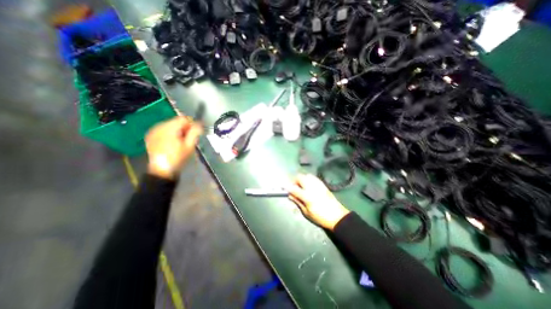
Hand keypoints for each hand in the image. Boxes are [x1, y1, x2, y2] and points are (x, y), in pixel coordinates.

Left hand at [145, 115, 202, 178]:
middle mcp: (159, 127)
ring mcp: (153, 131)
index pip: (183, 119)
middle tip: (188, 138)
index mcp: (169, 128)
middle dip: (184, 127)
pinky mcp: (150, 136)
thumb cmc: (178, 158)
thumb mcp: (190, 145)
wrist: (162, 170)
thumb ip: (195, 133)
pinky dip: (169, 133)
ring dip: (177, 130)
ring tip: (180, 141)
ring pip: (169, 125)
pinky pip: (163, 130)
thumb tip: (199, 124)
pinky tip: (172, 142)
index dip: (191, 124)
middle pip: (176, 121)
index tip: (195, 132)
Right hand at [288, 174, 347, 228]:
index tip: (282, 186)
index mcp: (307, 196)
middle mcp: (312, 187)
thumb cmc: (320, 217)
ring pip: (306, 175)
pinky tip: (308, 185)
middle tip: (294, 187)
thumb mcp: (307, 212)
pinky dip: (308, 179)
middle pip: (300, 177)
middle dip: (294, 180)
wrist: (337, 216)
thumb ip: (298, 202)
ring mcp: (318, 184)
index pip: (294, 188)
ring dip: (301, 179)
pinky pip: (313, 177)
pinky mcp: (322, 184)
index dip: (287, 186)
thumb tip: (290, 195)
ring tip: (301, 186)